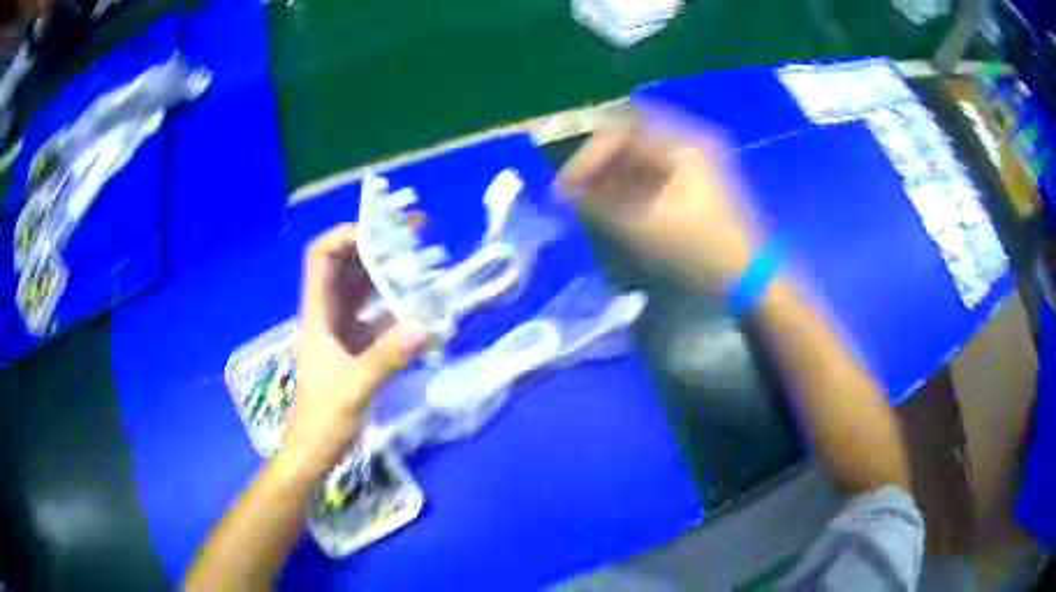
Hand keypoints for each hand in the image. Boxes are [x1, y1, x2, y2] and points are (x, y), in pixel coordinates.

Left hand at [281, 224, 427, 473]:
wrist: (314, 451)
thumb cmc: (323, 419)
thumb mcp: (353, 389)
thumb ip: (386, 358)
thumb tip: (423, 325)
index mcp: (317, 313)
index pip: (321, 256)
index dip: (345, 235)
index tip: (382, 230)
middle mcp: (328, 313)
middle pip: (346, 264)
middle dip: (377, 244)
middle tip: (415, 234)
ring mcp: (342, 330)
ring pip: (362, 287)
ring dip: (388, 270)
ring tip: (422, 258)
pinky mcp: (355, 346)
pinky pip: (375, 313)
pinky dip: (395, 302)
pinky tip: (418, 303)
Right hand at [557, 109, 759, 289]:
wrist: (749, 276)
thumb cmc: (700, 250)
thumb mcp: (643, 228)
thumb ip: (598, 206)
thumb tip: (561, 193)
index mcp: (682, 144)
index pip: (621, 131)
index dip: (588, 156)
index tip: (568, 185)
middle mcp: (691, 141)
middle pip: (631, 138)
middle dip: (600, 163)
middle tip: (579, 191)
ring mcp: (699, 159)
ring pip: (643, 154)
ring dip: (615, 173)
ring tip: (595, 201)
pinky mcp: (701, 178)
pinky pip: (657, 169)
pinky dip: (634, 182)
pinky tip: (621, 205)